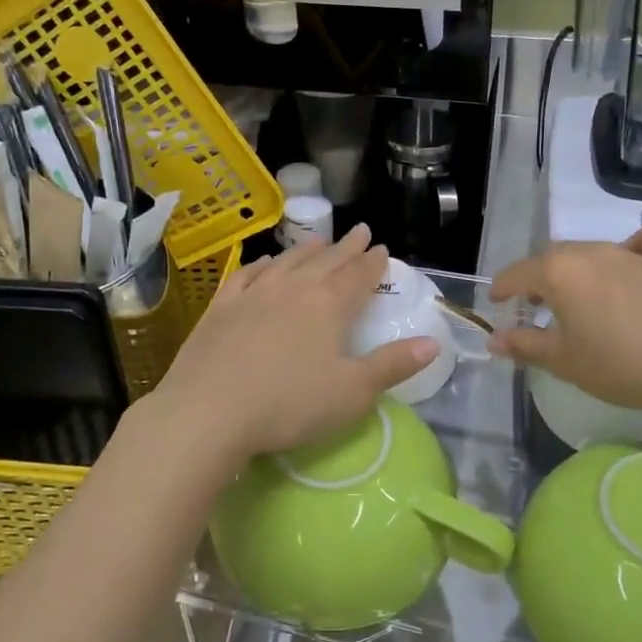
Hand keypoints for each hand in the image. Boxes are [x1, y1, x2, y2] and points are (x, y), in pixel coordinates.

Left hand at [143, 226, 437, 467]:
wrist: (208, 411)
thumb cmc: (289, 404)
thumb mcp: (352, 393)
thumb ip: (393, 365)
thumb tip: (434, 342)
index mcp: (329, 305)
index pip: (358, 276)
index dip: (373, 262)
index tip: (381, 248)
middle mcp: (293, 289)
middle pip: (326, 261)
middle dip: (346, 247)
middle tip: (359, 231)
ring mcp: (253, 294)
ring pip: (287, 262)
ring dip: (306, 250)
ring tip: (318, 240)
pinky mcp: (221, 307)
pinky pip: (245, 275)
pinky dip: (260, 266)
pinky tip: (263, 264)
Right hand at [487, 223, 641, 421]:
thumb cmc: (621, 365)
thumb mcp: (564, 361)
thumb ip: (524, 345)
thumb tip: (492, 339)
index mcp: (559, 272)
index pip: (517, 274)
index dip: (502, 288)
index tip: (495, 303)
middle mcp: (590, 252)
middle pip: (552, 258)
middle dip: (537, 278)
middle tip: (534, 306)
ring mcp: (629, 252)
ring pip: (589, 249)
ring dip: (575, 267)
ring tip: (577, 293)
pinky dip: (635, 244)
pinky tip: (634, 259)